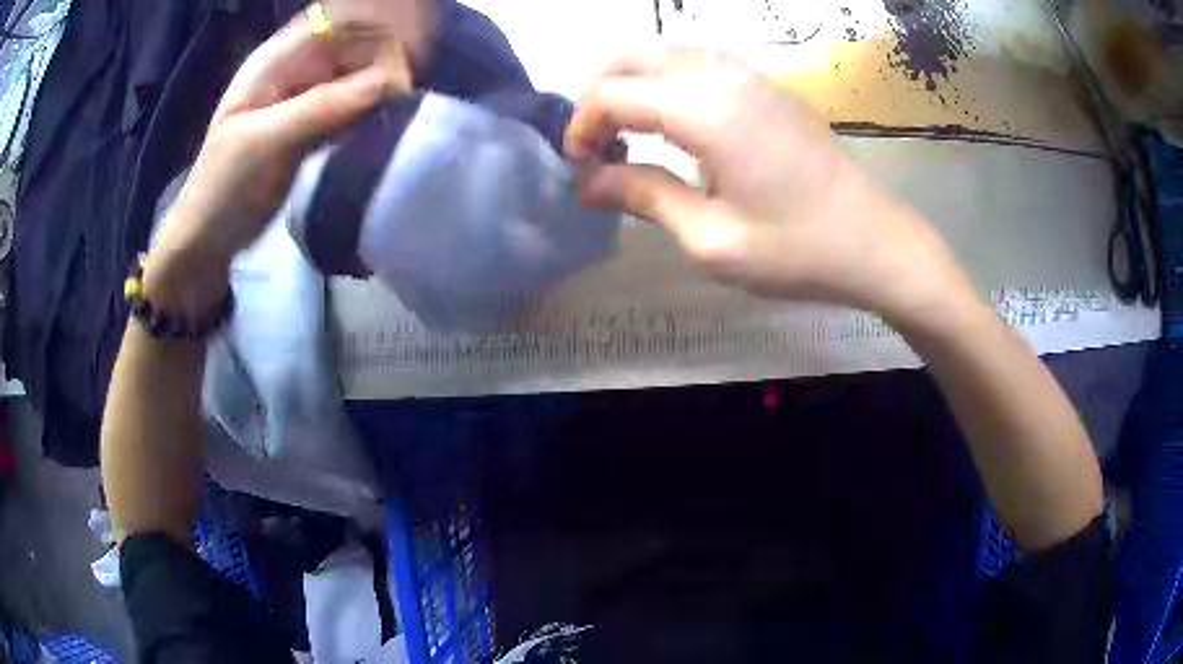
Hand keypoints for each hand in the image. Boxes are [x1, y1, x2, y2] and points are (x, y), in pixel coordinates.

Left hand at [149, 11, 405, 314]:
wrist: (207, 241)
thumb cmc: (223, 189)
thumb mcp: (266, 143)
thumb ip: (322, 107)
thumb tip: (390, 82)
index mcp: (275, 61)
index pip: (336, 24)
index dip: (373, 34)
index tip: (401, 67)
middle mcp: (294, 71)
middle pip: (352, 47)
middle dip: (382, 63)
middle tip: (404, 98)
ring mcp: (304, 99)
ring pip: (355, 78)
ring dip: (380, 90)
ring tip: (400, 112)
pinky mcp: (312, 126)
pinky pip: (351, 107)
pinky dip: (369, 113)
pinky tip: (384, 126)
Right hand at [566, 49, 971, 324]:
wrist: (873, 242)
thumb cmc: (797, 250)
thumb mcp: (712, 240)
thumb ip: (644, 198)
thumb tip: (587, 181)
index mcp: (705, 111)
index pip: (613, 93)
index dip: (581, 126)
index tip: (579, 168)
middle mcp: (721, 76)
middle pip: (631, 56)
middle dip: (599, 94)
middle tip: (598, 146)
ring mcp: (749, 75)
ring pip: (663, 52)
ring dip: (632, 84)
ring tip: (631, 136)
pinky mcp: (766, 86)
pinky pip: (698, 61)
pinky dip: (666, 81)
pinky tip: (675, 124)